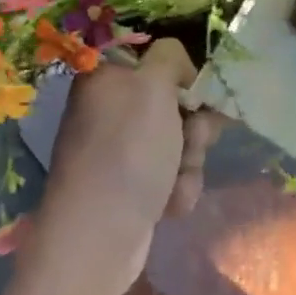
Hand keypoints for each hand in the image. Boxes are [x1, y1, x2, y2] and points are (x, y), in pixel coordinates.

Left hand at [33, 40, 226, 292]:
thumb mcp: (152, 86)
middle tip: (192, 140)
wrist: (98, 237)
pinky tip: (169, 205)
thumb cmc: (127, 151)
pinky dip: (177, 188)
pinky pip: (171, 174)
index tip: (197, 93)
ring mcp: (120, 150)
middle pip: (174, 102)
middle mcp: (110, 109)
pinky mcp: (131, 185)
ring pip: (180, 141)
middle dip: (194, 126)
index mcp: (106, 77)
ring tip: (175, 182)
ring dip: (190, 161)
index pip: (155, 58)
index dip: (182, 75)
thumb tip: (178, 68)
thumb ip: (169, 57)